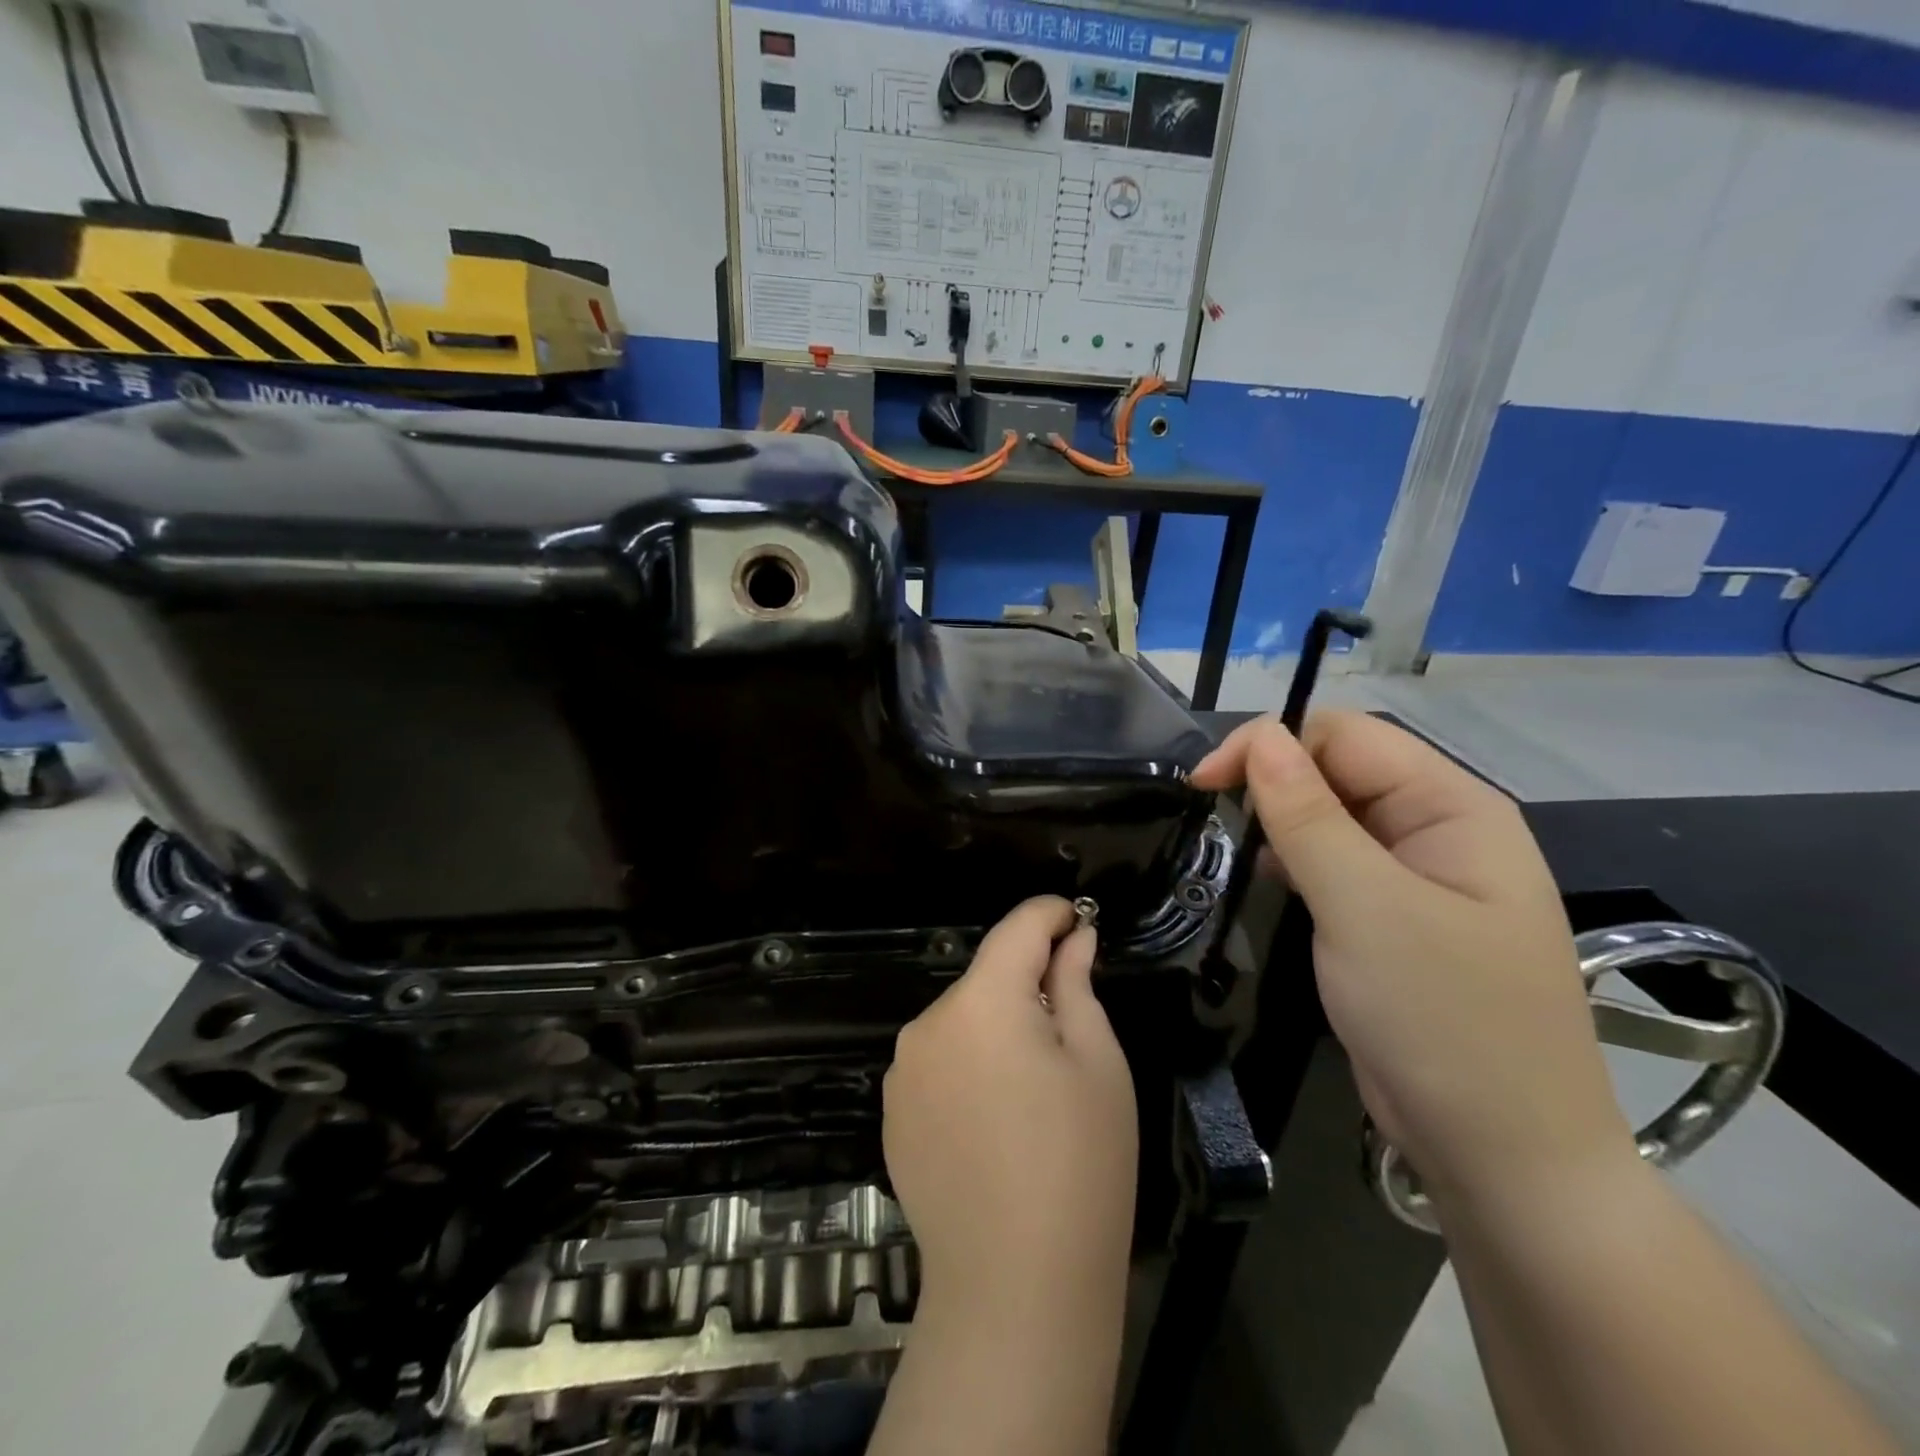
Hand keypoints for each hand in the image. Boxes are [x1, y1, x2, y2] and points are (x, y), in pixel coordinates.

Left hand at [883, 896, 1137, 1307]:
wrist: (1014, 1288)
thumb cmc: (1078, 1165)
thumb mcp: (1097, 1063)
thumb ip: (1076, 985)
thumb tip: (1073, 939)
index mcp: (982, 1000)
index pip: (1017, 928)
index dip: (1050, 914)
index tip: (1078, 919)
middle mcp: (929, 1022)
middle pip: (987, 979)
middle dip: (1028, 986)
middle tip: (1071, 1033)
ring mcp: (903, 1070)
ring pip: (963, 1022)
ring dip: (997, 1029)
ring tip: (1034, 1093)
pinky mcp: (892, 1112)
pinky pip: (939, 1063)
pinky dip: (969, 1068)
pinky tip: (995, 1123)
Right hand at [1193, 712, 1635, 1209]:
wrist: (1503, 1157)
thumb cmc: (1442, 1019)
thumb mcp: (1365, 908)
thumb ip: (1308, 817)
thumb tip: (1260, 736)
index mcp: (1455, 808)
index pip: (1347, 736)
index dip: (1271, 744)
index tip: (1203, 783)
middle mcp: (1441, 829)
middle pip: (1342, 770)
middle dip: (1274, 782)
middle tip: (1213, 817)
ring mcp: (1420, 876)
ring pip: (1334, 816)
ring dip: (1282, 821)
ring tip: (1241, 850)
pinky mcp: (1396, 917)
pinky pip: (1338, 862)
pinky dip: (1297, 860)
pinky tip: (1274, 880)